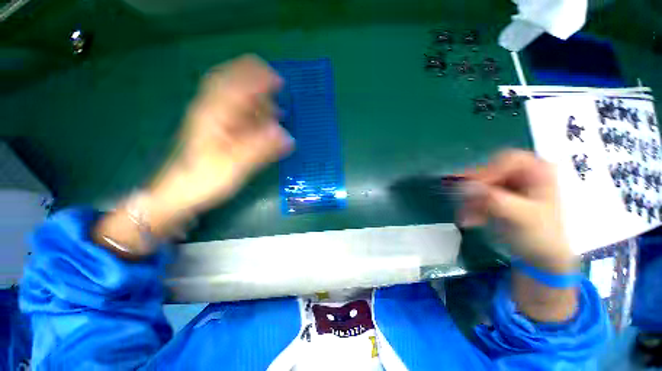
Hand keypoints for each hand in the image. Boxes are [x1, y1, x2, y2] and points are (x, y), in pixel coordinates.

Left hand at [150, 55, 293, 217]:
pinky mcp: (217, 129)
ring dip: (256, 99)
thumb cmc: (204, 178)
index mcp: (214, 113)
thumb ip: (261, 148)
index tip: (280, 81)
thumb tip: (287, 136)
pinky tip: (264, 122)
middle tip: (278, 90)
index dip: (258, 78)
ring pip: (235, 98)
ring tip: (276, 111)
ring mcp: (213, 118)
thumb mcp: (235, 165)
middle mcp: (212, 109)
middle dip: (257, 82)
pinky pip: (235, 112)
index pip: (236, 83)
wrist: (179, 192)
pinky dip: (252, 113)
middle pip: (232, 82)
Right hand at [461, 150, 574, 272]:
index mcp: (538, 171)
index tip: (472, 186)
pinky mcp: (497, 198)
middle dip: (475, 189)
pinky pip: (477, 197)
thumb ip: (495, 200)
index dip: (488, 170)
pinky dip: (471, 208)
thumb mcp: (521, 217)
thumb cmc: (541, 235)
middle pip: (490, 172)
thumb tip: (465, 186)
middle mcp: (522, 174)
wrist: (543, 258)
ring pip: (480, 186)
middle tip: (462, 200)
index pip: (508, 160)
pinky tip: (468, 220)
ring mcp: (508, 187)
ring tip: (465, 217)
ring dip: (470, 202)